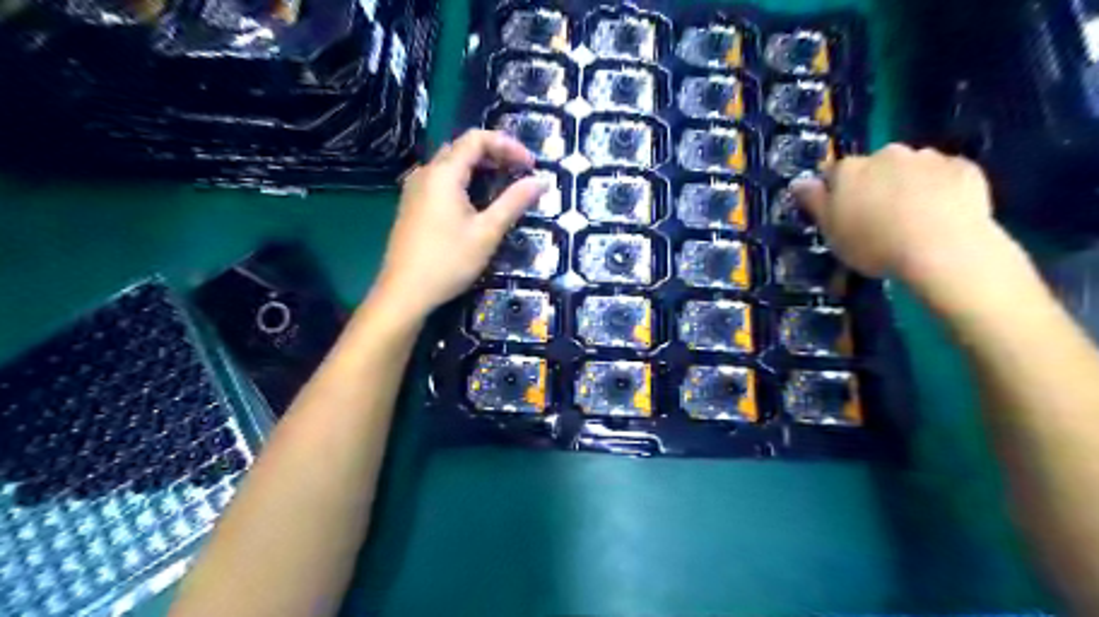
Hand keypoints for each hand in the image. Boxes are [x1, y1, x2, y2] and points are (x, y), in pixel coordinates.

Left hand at [375, 129, 545, 317]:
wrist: (404, 293)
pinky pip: (441, 181)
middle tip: (519, 172)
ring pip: (451, 165)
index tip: (531, 164)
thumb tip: (541, 181)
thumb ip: (514, 202)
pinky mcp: (412, 206)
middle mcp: (426, 173)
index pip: (477, 138)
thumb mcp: (487, 232)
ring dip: (479, 168)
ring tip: (503, 185)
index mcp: (444, 173)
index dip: (508, 145)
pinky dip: (464, 181)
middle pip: (462, 148)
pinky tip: (476, 202)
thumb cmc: (448, 261)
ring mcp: (415, 190)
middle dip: (495, 154)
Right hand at [790, 143, 1001, 285]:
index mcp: (850, 169)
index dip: (837, 193)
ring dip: (908, 185)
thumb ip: (814, 202)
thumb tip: (798, 182)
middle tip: (879, 218)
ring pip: (911, 169)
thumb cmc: (873, 244)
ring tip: (913, 219)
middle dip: (875, 185)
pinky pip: (945, 176)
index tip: (843, 214)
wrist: (942, 248)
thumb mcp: (831, 230)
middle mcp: (886, 154)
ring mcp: (928, 158)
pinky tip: (942, 214)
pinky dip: (941, 189)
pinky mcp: (964, 168)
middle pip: (875, 167)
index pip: (835, 173)